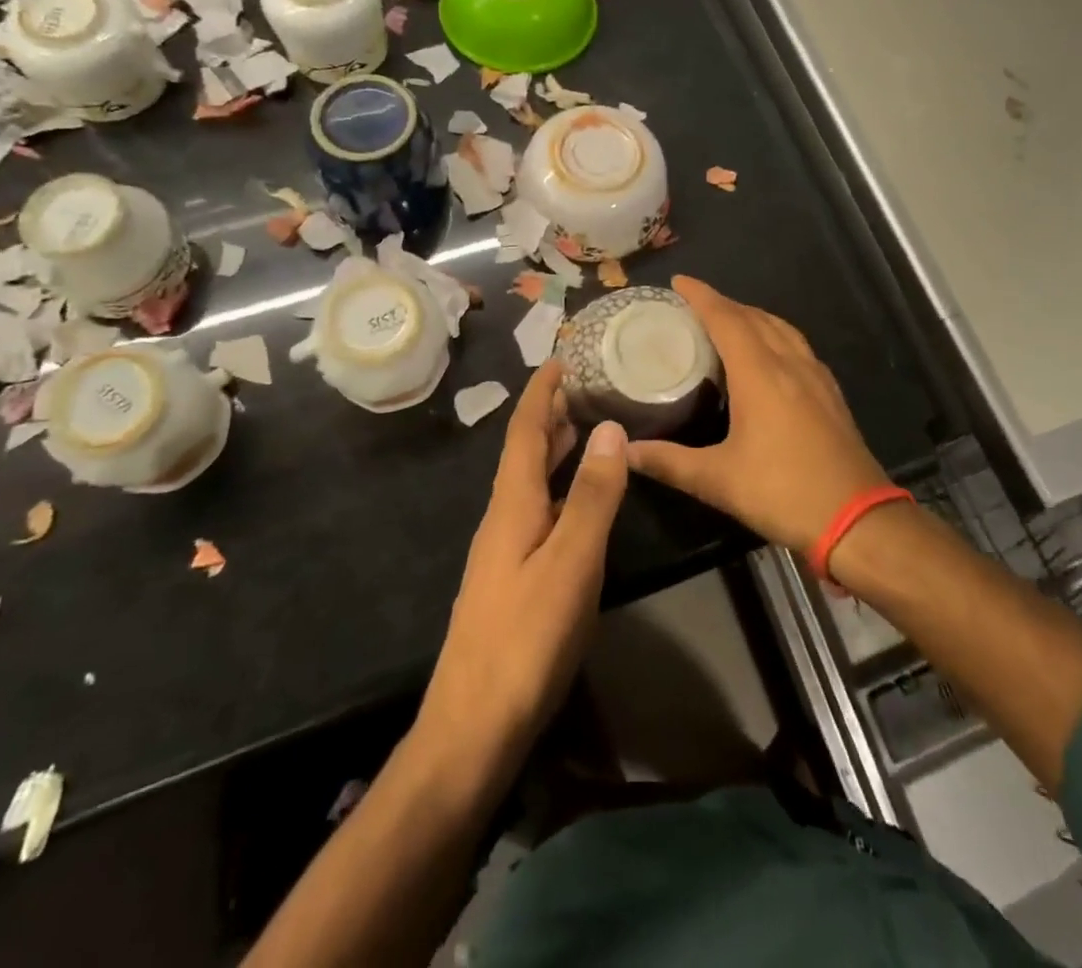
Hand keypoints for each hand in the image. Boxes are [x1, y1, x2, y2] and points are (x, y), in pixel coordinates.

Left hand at [418, 362, 627, 766]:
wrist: (473, 726)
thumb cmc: (526, 638)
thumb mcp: (571, 563)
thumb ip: (592, 496)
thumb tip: (608, 427)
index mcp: (512, 503)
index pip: (525, 429)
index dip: (542, 390)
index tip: (562, 355)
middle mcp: (503, 516)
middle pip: (525, 450)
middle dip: (551, 412)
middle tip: (587, 382)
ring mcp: (505, 548)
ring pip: (531, 480)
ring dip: (555, 447)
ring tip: (587, 424)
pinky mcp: (513, 576)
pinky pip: (538, 508)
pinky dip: (560, 485)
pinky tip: (580, 498)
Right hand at [627, 277, 888, 551]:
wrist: (858, 519)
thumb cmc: (783, 492)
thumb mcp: (718, 480)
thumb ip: (669, 462)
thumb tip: (626, 451)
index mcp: (760, 374)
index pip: (726, 319)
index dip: (701, 296)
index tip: (678, 282)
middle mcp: (790, 364)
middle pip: (754, 317)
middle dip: (723, 304)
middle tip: (694, 305)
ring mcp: (815, 377)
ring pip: (781, 328)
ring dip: (752, 316)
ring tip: (728, 322)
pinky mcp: (830, 394)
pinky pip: (798, 346)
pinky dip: (775, 335)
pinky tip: (769, 355)